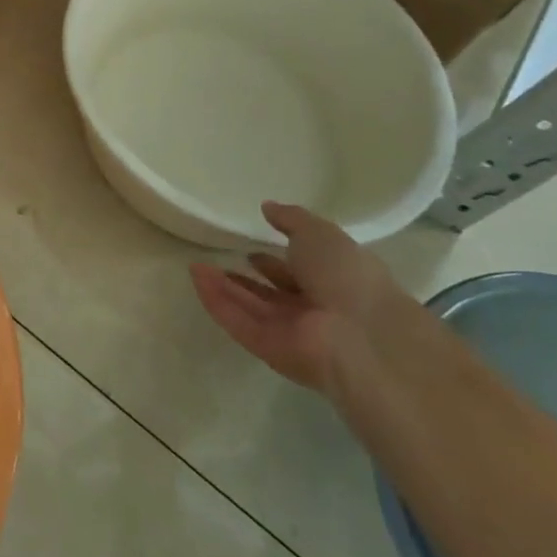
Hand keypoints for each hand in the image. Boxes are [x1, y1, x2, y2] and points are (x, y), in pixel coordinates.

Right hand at [189, 201, 406, 393]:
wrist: (360, 336)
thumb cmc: (347, 276)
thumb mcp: (320, 233)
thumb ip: (292, 219)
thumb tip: (268, 207)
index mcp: (335, 282)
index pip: (300, 272)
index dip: (277, 260)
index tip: (252, 246)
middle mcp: (314, 309)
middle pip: (273, 294)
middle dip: (247, 278)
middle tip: (219, 259)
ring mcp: (291, 332)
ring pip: (251, 307)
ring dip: (224, 287)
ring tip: (195, 265)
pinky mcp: (268, 349)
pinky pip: (238, 322)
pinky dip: (217, 301)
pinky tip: (196, 277)